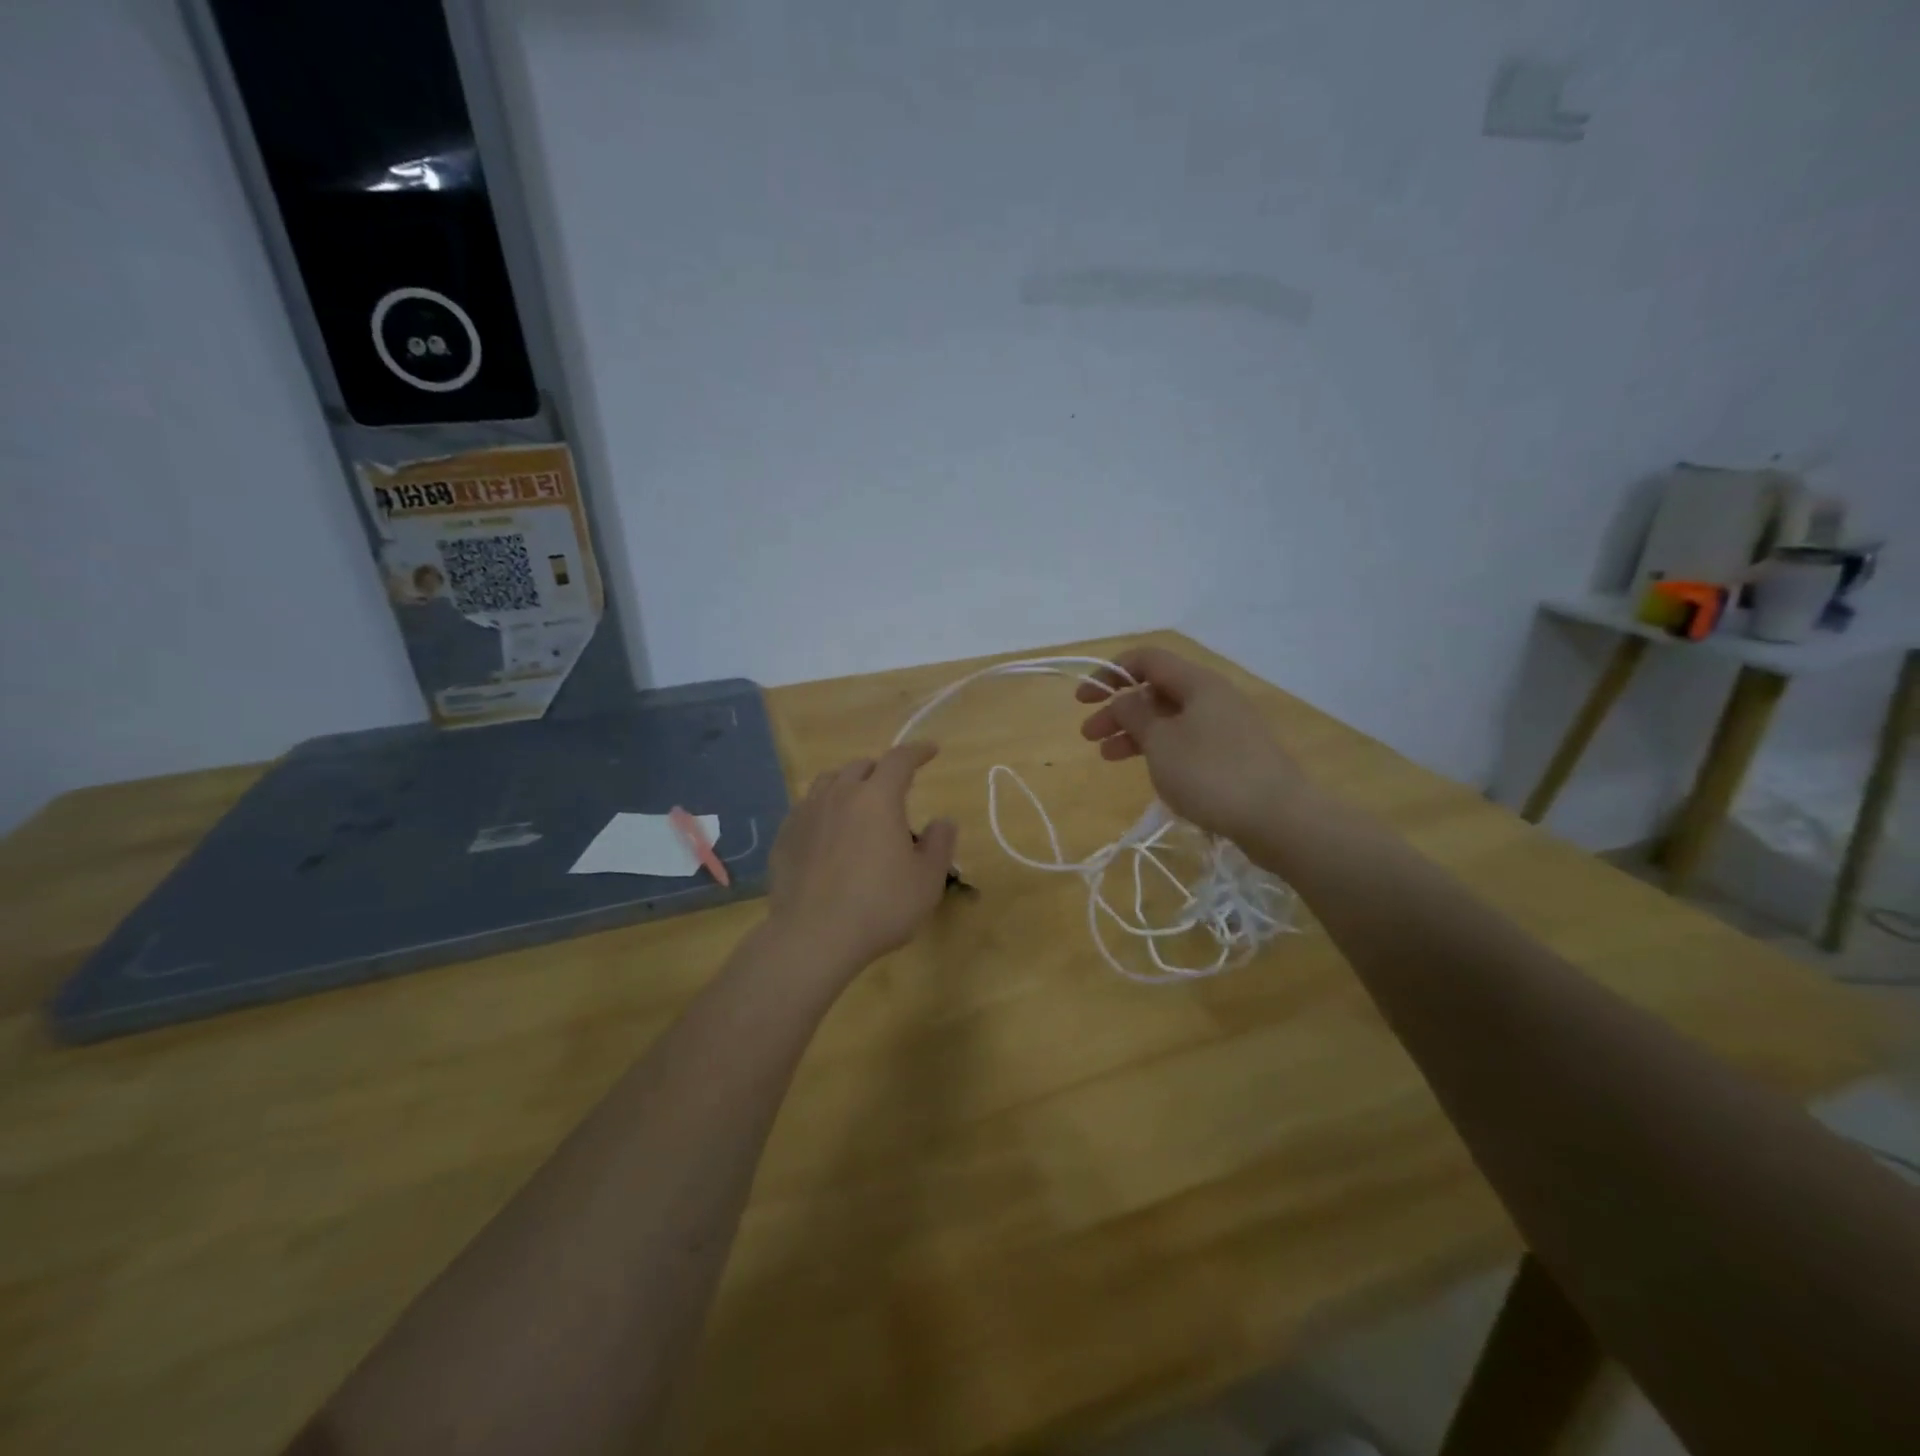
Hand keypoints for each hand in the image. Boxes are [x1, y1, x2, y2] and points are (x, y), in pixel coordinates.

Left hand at [765, 743, 959, 979]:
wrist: (813, 937)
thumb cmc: (880, 906)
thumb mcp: (927, 880)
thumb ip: (939, 844)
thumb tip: (943, 821)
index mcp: (877, 798)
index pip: (899, 760)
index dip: (917, 751)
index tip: (930, 750)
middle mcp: (839, 795)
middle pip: (861, 766)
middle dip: (881, 770)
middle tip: (894, 787)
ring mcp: (806, 814)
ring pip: (828, 782)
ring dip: (848, 784)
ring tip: (858, 802)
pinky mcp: (785, 837)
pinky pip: (806, 808)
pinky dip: (824, 809)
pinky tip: (828, 831)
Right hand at [1077, 646, 1303, 845]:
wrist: (1279, 818)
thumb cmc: (1211, 773)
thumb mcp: (1161, 742)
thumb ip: (1134, 714)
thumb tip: (1123, 698)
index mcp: (1198, 683)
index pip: (1147, 659)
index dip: (1110, 673)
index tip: (1083, 699)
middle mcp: (1213, 697)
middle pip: (1156, 690)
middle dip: (1118, 709)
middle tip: (1088, 735)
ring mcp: (1226, 727)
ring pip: (1170, 719)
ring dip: (1135, 732)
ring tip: (1107, 756)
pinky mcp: (1233, 755)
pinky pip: (1187, 740)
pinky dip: (1160, 749)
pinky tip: (1147, 769)